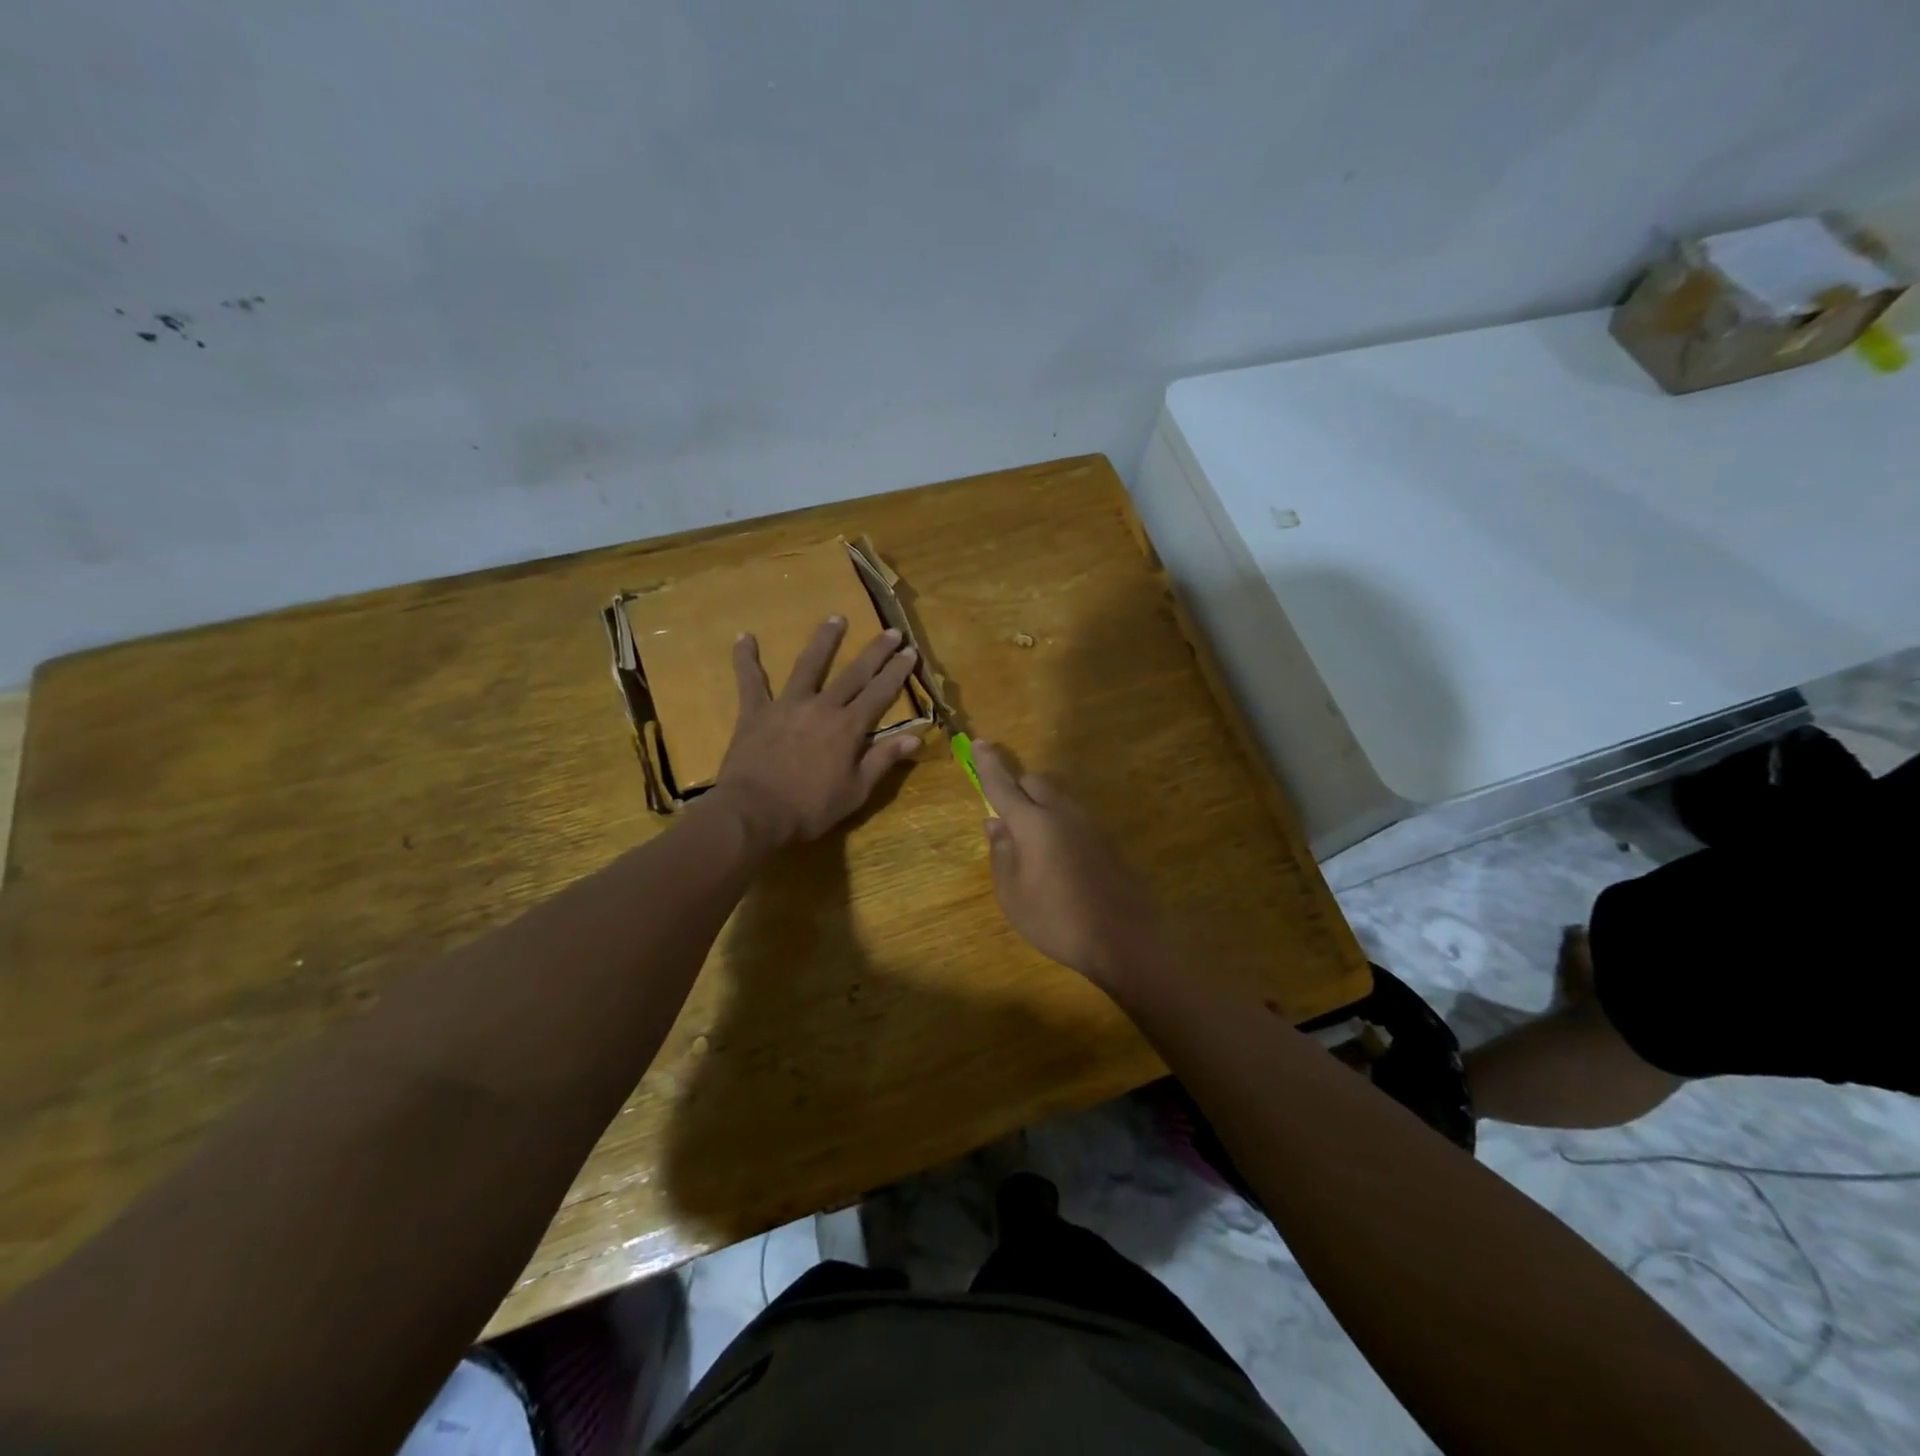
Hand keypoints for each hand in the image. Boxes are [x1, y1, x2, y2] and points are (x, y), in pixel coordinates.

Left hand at [710, 617, 921, 849]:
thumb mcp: (856, 791)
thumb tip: (916, 737)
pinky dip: (746, 659)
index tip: (910, 651)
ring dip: (824, 640)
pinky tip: (744, 637)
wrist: (754, 813)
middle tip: (891, 630)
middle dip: (875, 652)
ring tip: (836, 618)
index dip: (897, 672)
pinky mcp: (756, 712)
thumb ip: (883, 760)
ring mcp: (787, 705)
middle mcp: (822, 707)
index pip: (880, 693)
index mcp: (849, 727)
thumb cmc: (810, 809)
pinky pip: (750, 681)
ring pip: (808, 665)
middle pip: (854, 673)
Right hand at [973, 741, 1162, 990]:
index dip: (988, 764)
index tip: (978, 743)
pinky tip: (1057, 855)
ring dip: (1038, 804)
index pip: (1003, 784)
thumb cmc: (1056, 920)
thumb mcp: (1013, 895)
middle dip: (1016, 786)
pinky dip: (1057, 821)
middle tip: (1005, 813)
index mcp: (1033, 823)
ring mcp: (1089, 824)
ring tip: (1030, 840)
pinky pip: (1073, 816)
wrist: (1123, 939)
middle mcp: (1062, 813)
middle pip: (1035, 782)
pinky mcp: (1106, 839)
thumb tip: (995, 823)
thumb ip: (1001, 853)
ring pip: (1057, 797)